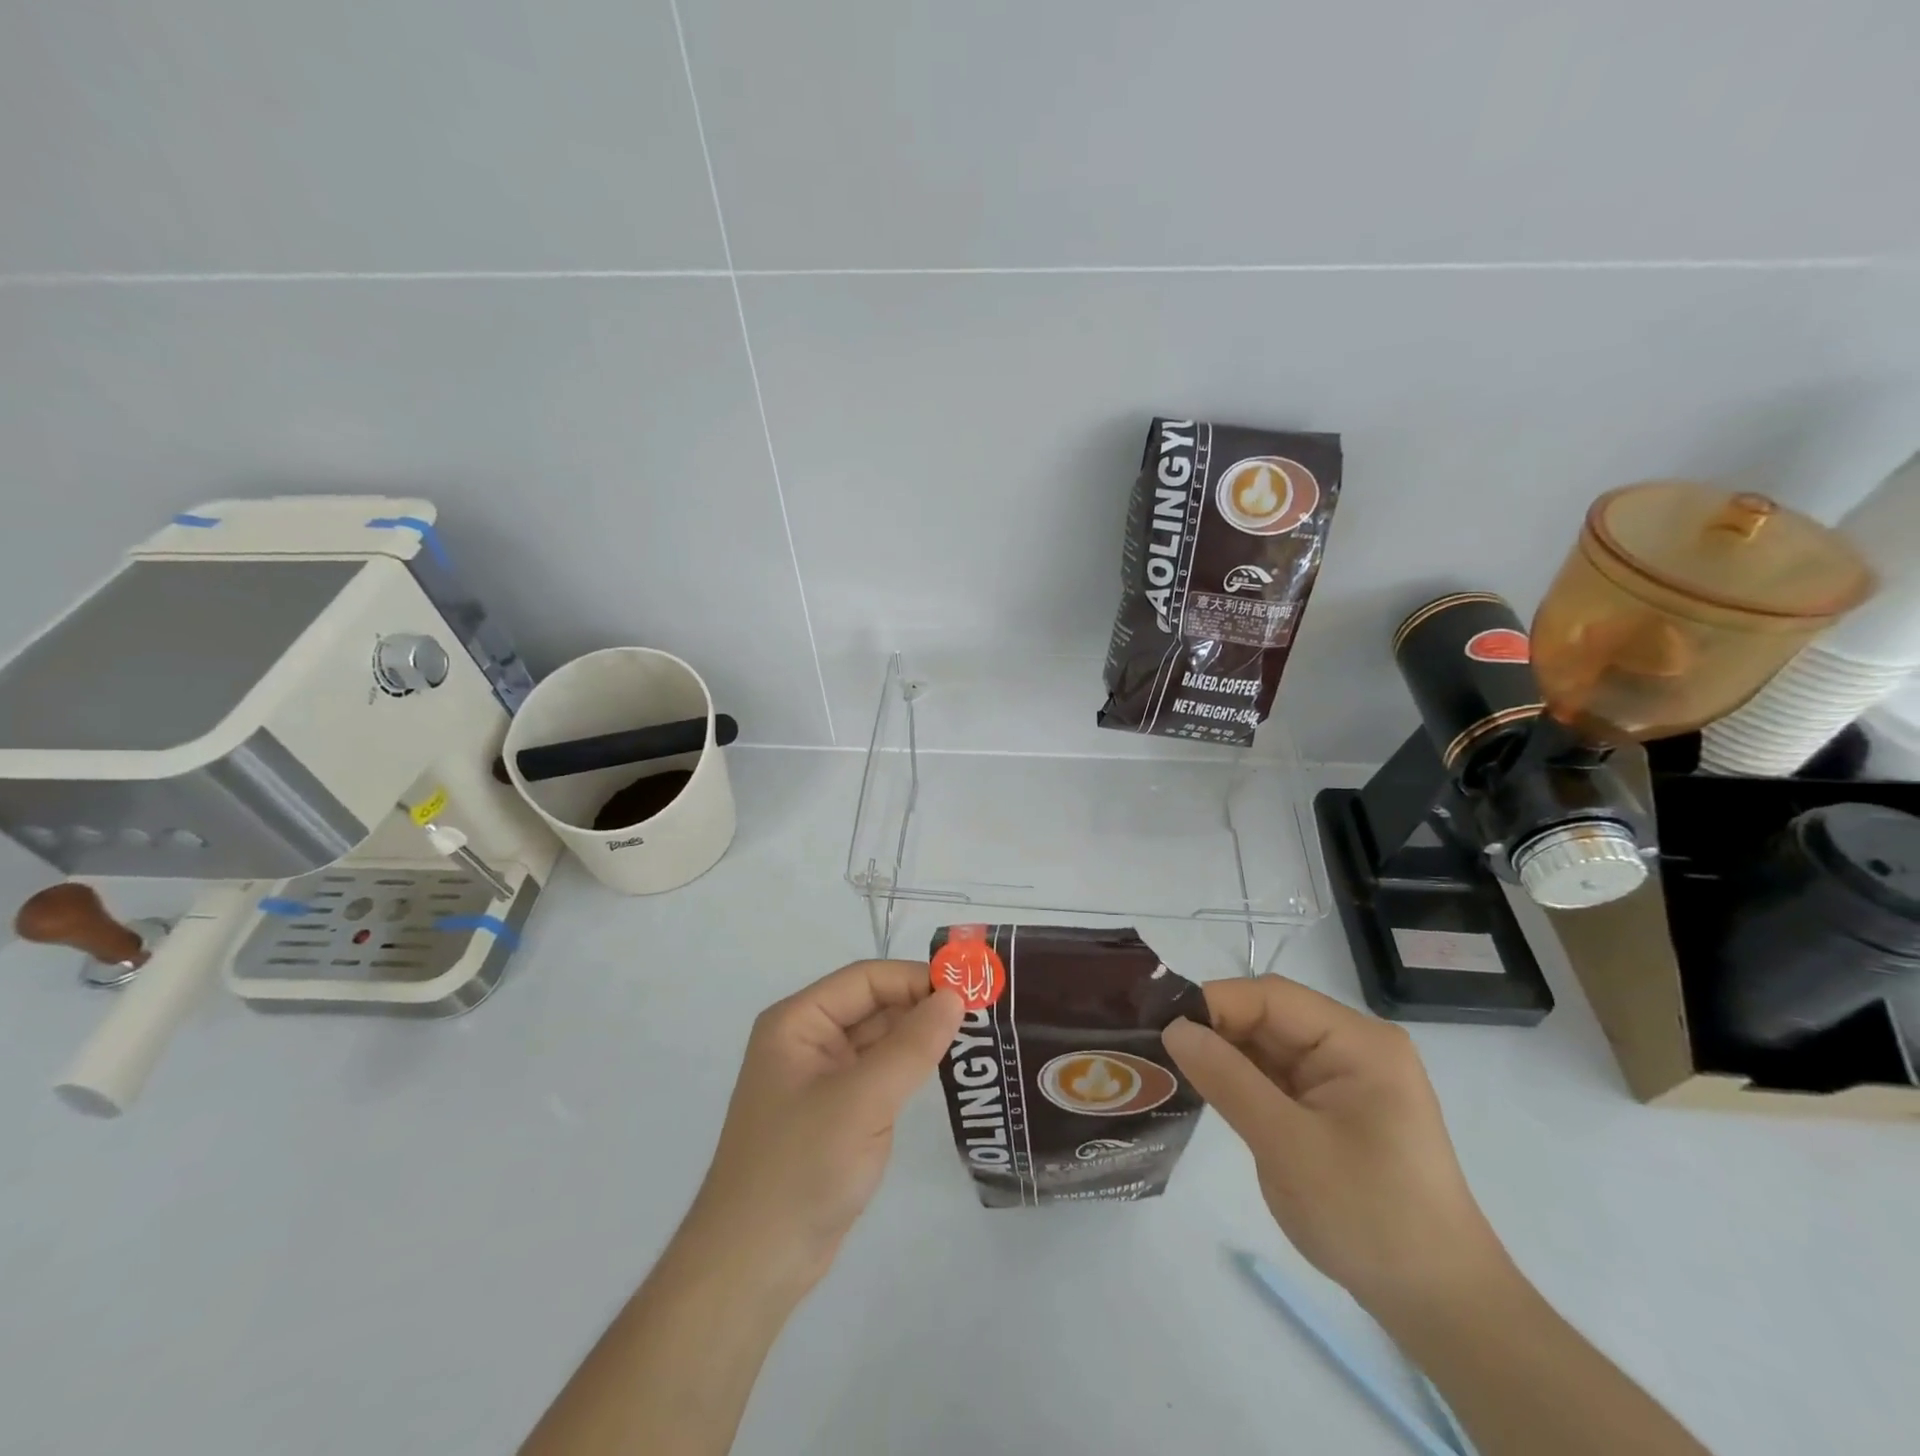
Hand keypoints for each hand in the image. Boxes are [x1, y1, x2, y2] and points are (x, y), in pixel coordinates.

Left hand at [683, 960, 964, 1295]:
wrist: (754, 1267)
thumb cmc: (800, 1168)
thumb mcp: (862, 1101)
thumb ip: (911, 1046)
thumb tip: (956, 996)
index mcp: (798, 1022)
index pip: (866, 979)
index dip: (916, 979)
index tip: (970, 991)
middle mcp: (807, 1040)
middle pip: (873, 1005)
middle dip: (923, 1006)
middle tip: (983, 1014)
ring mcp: (821, 1078)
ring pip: (879, 1039)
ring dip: (920, 1037)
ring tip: (975, 1037)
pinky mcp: (836, 1113)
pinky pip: (879, 1074)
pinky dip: (910, 1068)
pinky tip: (946, 1070)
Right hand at [1162, 975, 1509, 1317]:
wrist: (1440, 1307)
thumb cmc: (1370, 1217)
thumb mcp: (1288, 1146)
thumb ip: (1228, 1080)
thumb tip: (1173, 1027)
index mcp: (1357, 1042)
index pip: (1271, 997)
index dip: (1214, 1005)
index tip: (1162, 1030)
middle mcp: (1352, 1047)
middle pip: (1268, 1017)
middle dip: (1215, 1031)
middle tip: (1156, 1050)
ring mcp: (1342, 1078)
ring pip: (1266, 1047)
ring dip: (1224, 1056)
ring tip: (1169, 1068)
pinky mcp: (1331, 1107)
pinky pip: (1275, 1077)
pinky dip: (1240, 1081)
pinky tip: (1207, 1091)